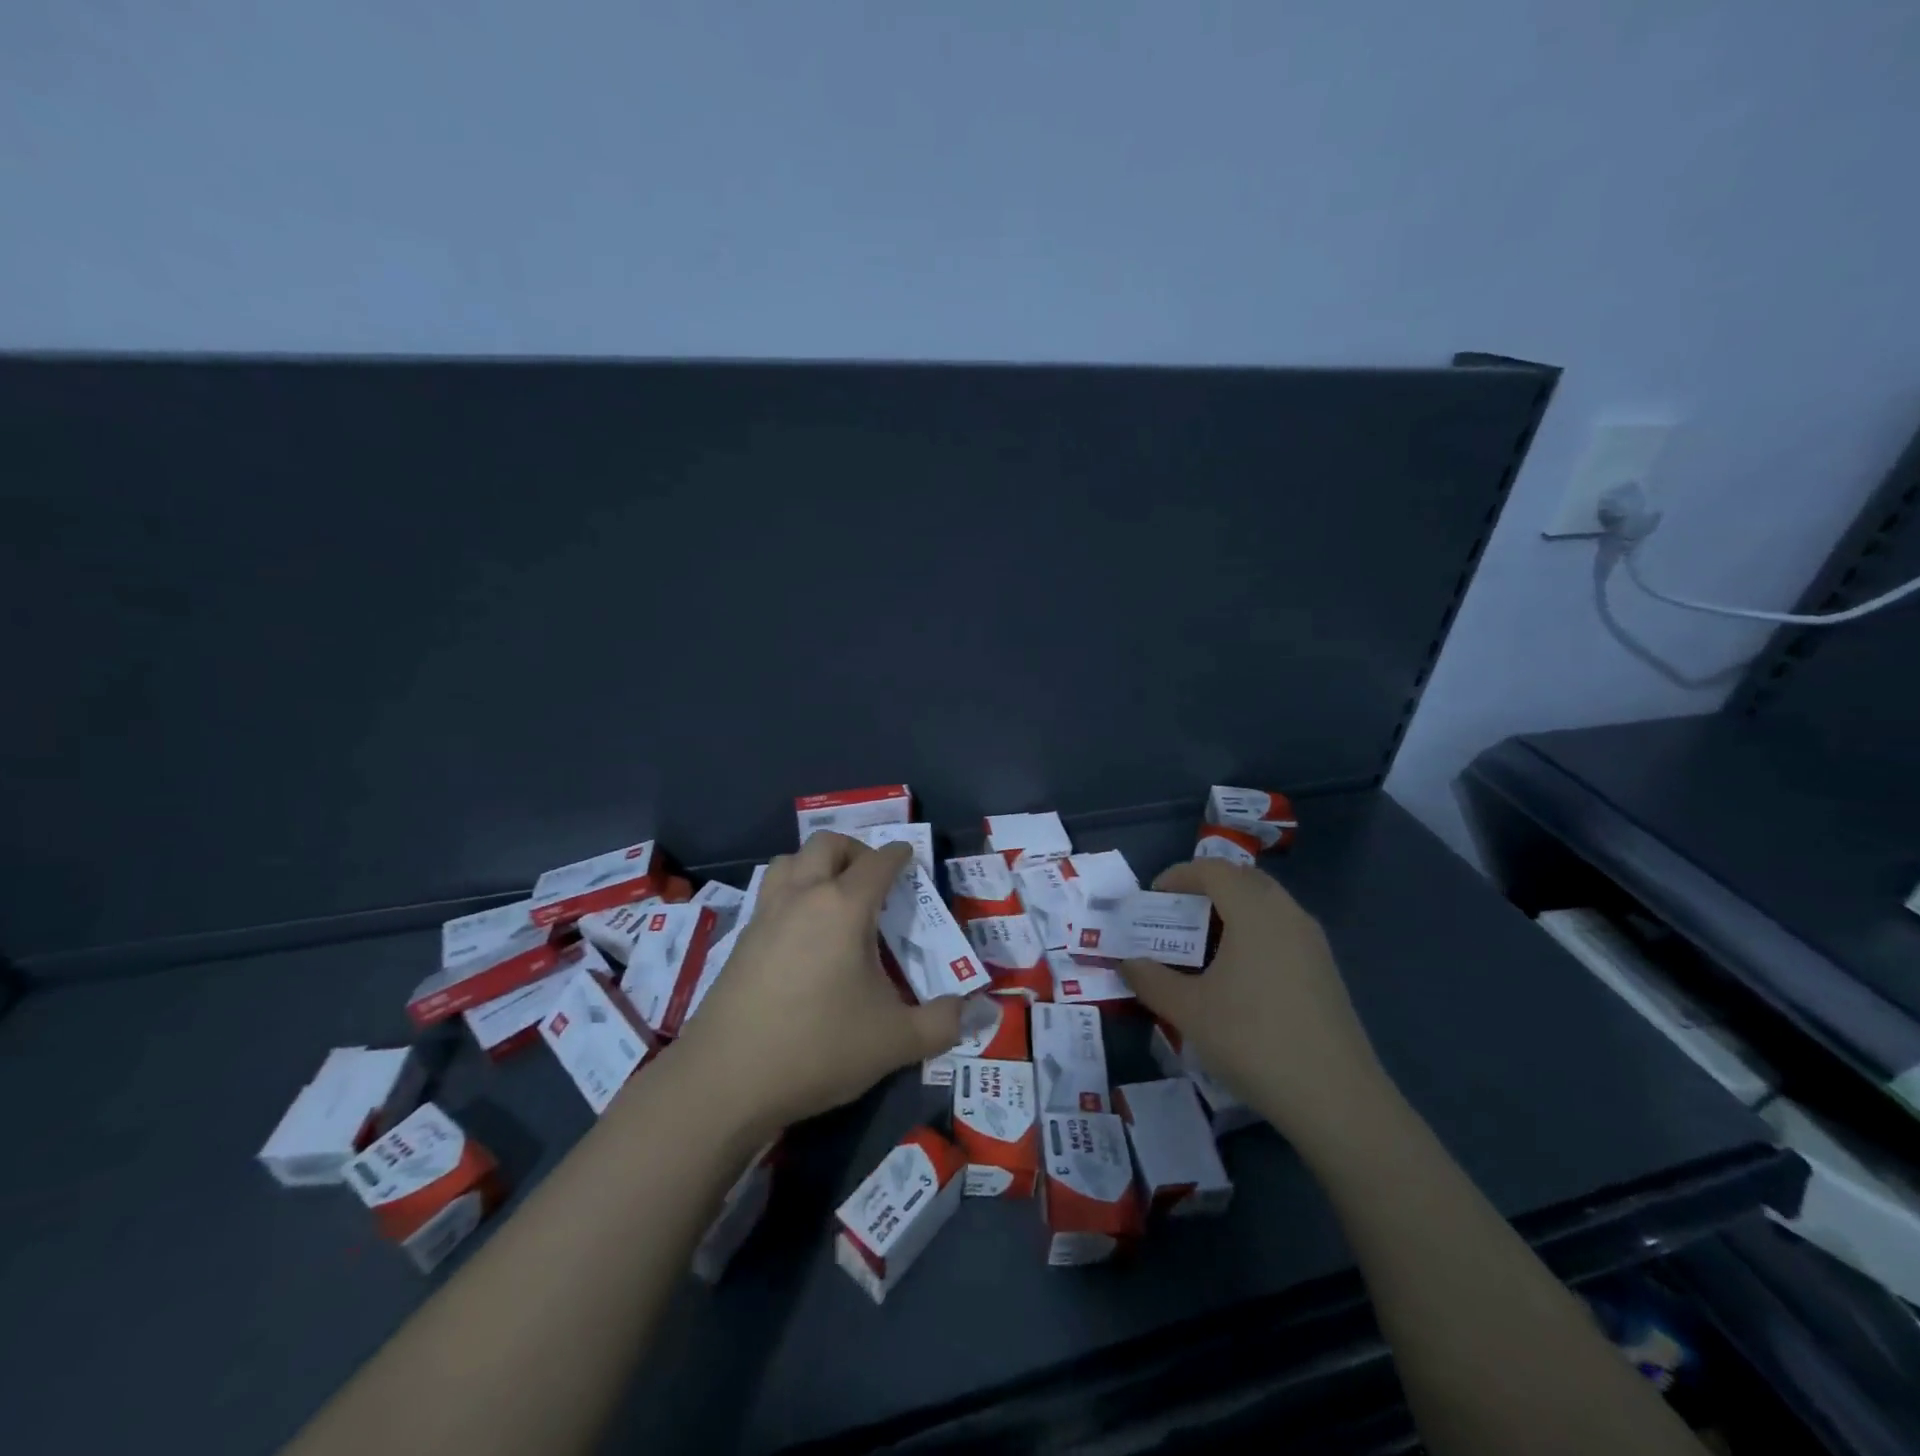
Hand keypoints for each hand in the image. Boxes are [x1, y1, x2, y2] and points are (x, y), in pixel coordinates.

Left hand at [670, 834, 962, 1135]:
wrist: (726, 1079)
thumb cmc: (818, 1047)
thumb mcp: (895, 1042)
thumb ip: (942, 1023)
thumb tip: (971, 1010)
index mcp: (843, 907)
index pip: (878, 862)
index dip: (899, 855)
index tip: (910, 859)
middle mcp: (802, 897)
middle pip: (827, 844)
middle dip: (855, 850)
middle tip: (873, 880)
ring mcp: (765, 915)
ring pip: (789, 861)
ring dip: (814, 864)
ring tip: (833, 897)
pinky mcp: (740, 940)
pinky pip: (770, 893)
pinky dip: (791, 893)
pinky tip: (801, 933)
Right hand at [1120, 859, 1386, 1147]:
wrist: (1336, 1099)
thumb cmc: (1253, 1040)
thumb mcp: (1188, 1011)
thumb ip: (1150, 980)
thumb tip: (1127, 962)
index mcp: (1255, 912)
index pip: (1213, 869)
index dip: (1179, 876)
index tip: (1153, 898)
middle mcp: (1287, 914)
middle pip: (1242, 879)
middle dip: (1205, 888)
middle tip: (1176, 916)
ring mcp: (1312, 942)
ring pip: (1265, 904)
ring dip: (1231, 911)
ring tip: (1202, 945)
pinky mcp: (1325, 970)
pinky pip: (1281, 930)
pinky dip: (1253, 932)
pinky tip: (1237, 974)